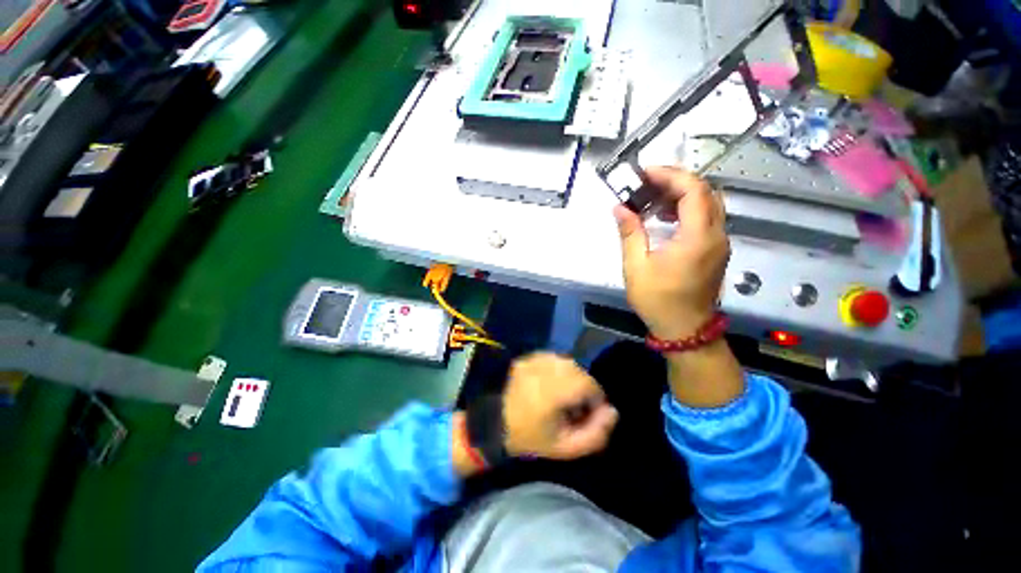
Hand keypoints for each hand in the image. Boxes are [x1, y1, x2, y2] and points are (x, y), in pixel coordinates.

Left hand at [502, 353, 617, 459]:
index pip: (590, 385)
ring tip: (559, 395)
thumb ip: (595, 434)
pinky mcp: (527, 356)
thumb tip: (612, 411)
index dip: (594, 401)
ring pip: (567, 363)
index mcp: (554, 390)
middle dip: (583, 389)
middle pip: (579, 371)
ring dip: (570, 378)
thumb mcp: (565, 448)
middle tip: (572, 407)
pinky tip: (547, 385)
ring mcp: (534, 359)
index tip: (584, 415)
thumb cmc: (529, 438)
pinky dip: (557, 370)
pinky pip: (552, 359)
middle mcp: (545, 368)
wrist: (492, 423)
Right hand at [614, 167, 728, 339]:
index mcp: (698, 237)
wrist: (685, 329)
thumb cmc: (658, 300)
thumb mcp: (636, 267)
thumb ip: (630, 233)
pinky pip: (707, 218)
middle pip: (706, 191)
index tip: (644, 173)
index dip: (670, 175)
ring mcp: (719, 242)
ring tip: (653, 197)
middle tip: (647, 183)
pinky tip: (666, 216)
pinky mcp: (716, 250)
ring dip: (683, 194)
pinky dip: (688, 209)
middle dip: (676, 180)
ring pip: (709, 203)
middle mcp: (716, 235)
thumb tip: (620, 208)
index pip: (694, 190)